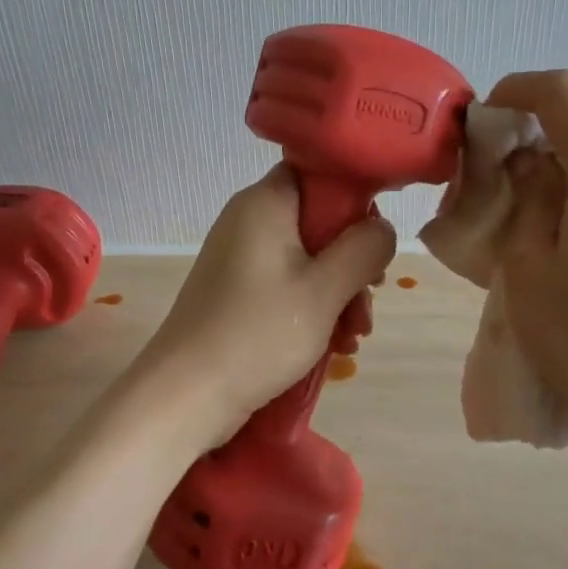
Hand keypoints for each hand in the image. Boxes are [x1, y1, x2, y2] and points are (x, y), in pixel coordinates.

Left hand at [141, 166, 395, 434]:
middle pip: (318, 222)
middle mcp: (249, 221)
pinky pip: (288, 284)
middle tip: (368, 302)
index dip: (353, 199)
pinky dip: (314, 308)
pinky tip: (334, 346)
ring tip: (354, 337)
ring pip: (308, 259)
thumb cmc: (258, 334)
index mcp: (265, 204)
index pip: (317, 173)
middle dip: (351, 263)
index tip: (374, 241)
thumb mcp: (324, 290)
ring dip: (338, 294)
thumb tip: (382, 227)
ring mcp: (241, 258)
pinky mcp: (238, 292)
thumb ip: (364, 250)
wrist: (185, 396)